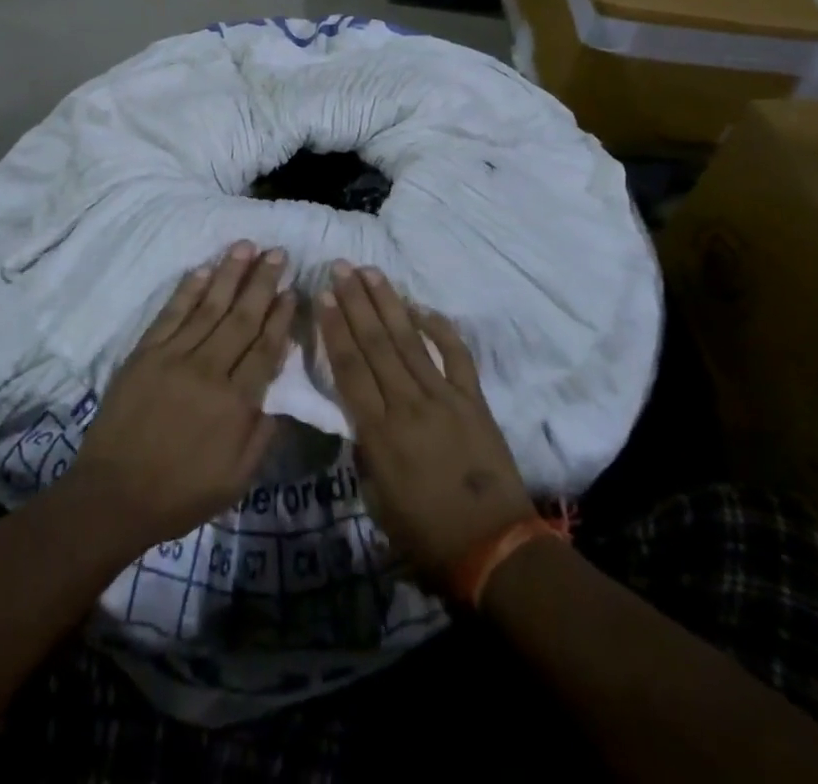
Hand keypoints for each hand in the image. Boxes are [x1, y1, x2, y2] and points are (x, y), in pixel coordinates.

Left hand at [64, 242, 294, 554]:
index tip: (292, 290)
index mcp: (235, 404)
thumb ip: (262, 434)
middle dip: (262, 282)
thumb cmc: (180, 493)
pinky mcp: (145, 353)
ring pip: (209, 307)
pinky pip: (171, 313)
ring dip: (229, 274)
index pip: (265, 348)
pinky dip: (188, 289)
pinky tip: (203, 269)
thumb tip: (281, 392)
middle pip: (241, 318)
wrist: (113, 495)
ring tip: (246, 246)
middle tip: (278, 253)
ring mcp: (174, 357)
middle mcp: (208, 371)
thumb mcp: (236, 480)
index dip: (280, 317)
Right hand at [317, 262, 534, 583]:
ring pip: (410, 340)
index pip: (350, 367)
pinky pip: (457, 356)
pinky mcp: (474, 400)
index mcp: (379, 432)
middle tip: (341, 267)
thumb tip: (358, 415)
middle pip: (376, 343)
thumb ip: (365, 450)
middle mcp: (408, 405)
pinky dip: (440, 329)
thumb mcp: (377, 499)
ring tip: (371, 272)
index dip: (334, 329)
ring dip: (388, 303)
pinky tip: (422, 307)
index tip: (323, 296)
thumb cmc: (426, 535)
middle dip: (355, 302)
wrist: (494, 549)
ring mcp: (444, 398)